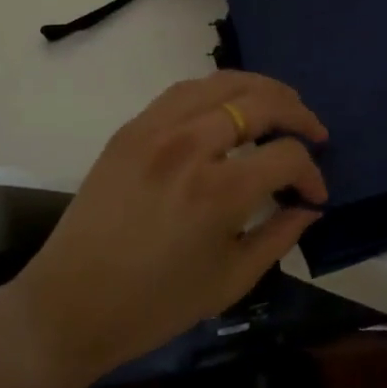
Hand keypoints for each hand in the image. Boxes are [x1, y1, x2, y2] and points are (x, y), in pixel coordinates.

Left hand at [10, 72, 327, 382]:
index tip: (315, 193)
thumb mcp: (231, 281)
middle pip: (260, 102)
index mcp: (218, 191)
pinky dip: (217, 89)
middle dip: (298, 114)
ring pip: (222, 82)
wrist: (71, 304)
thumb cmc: (155, 305)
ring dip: (261, 89)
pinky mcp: (131, 128)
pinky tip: (230, 104)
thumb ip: (279, 236)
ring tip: (282, 104)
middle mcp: (190, 146)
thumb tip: (309, 206)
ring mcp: (156, 129)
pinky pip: (184, 90)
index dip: (311, 172)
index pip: (285, 156)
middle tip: (314, 131)